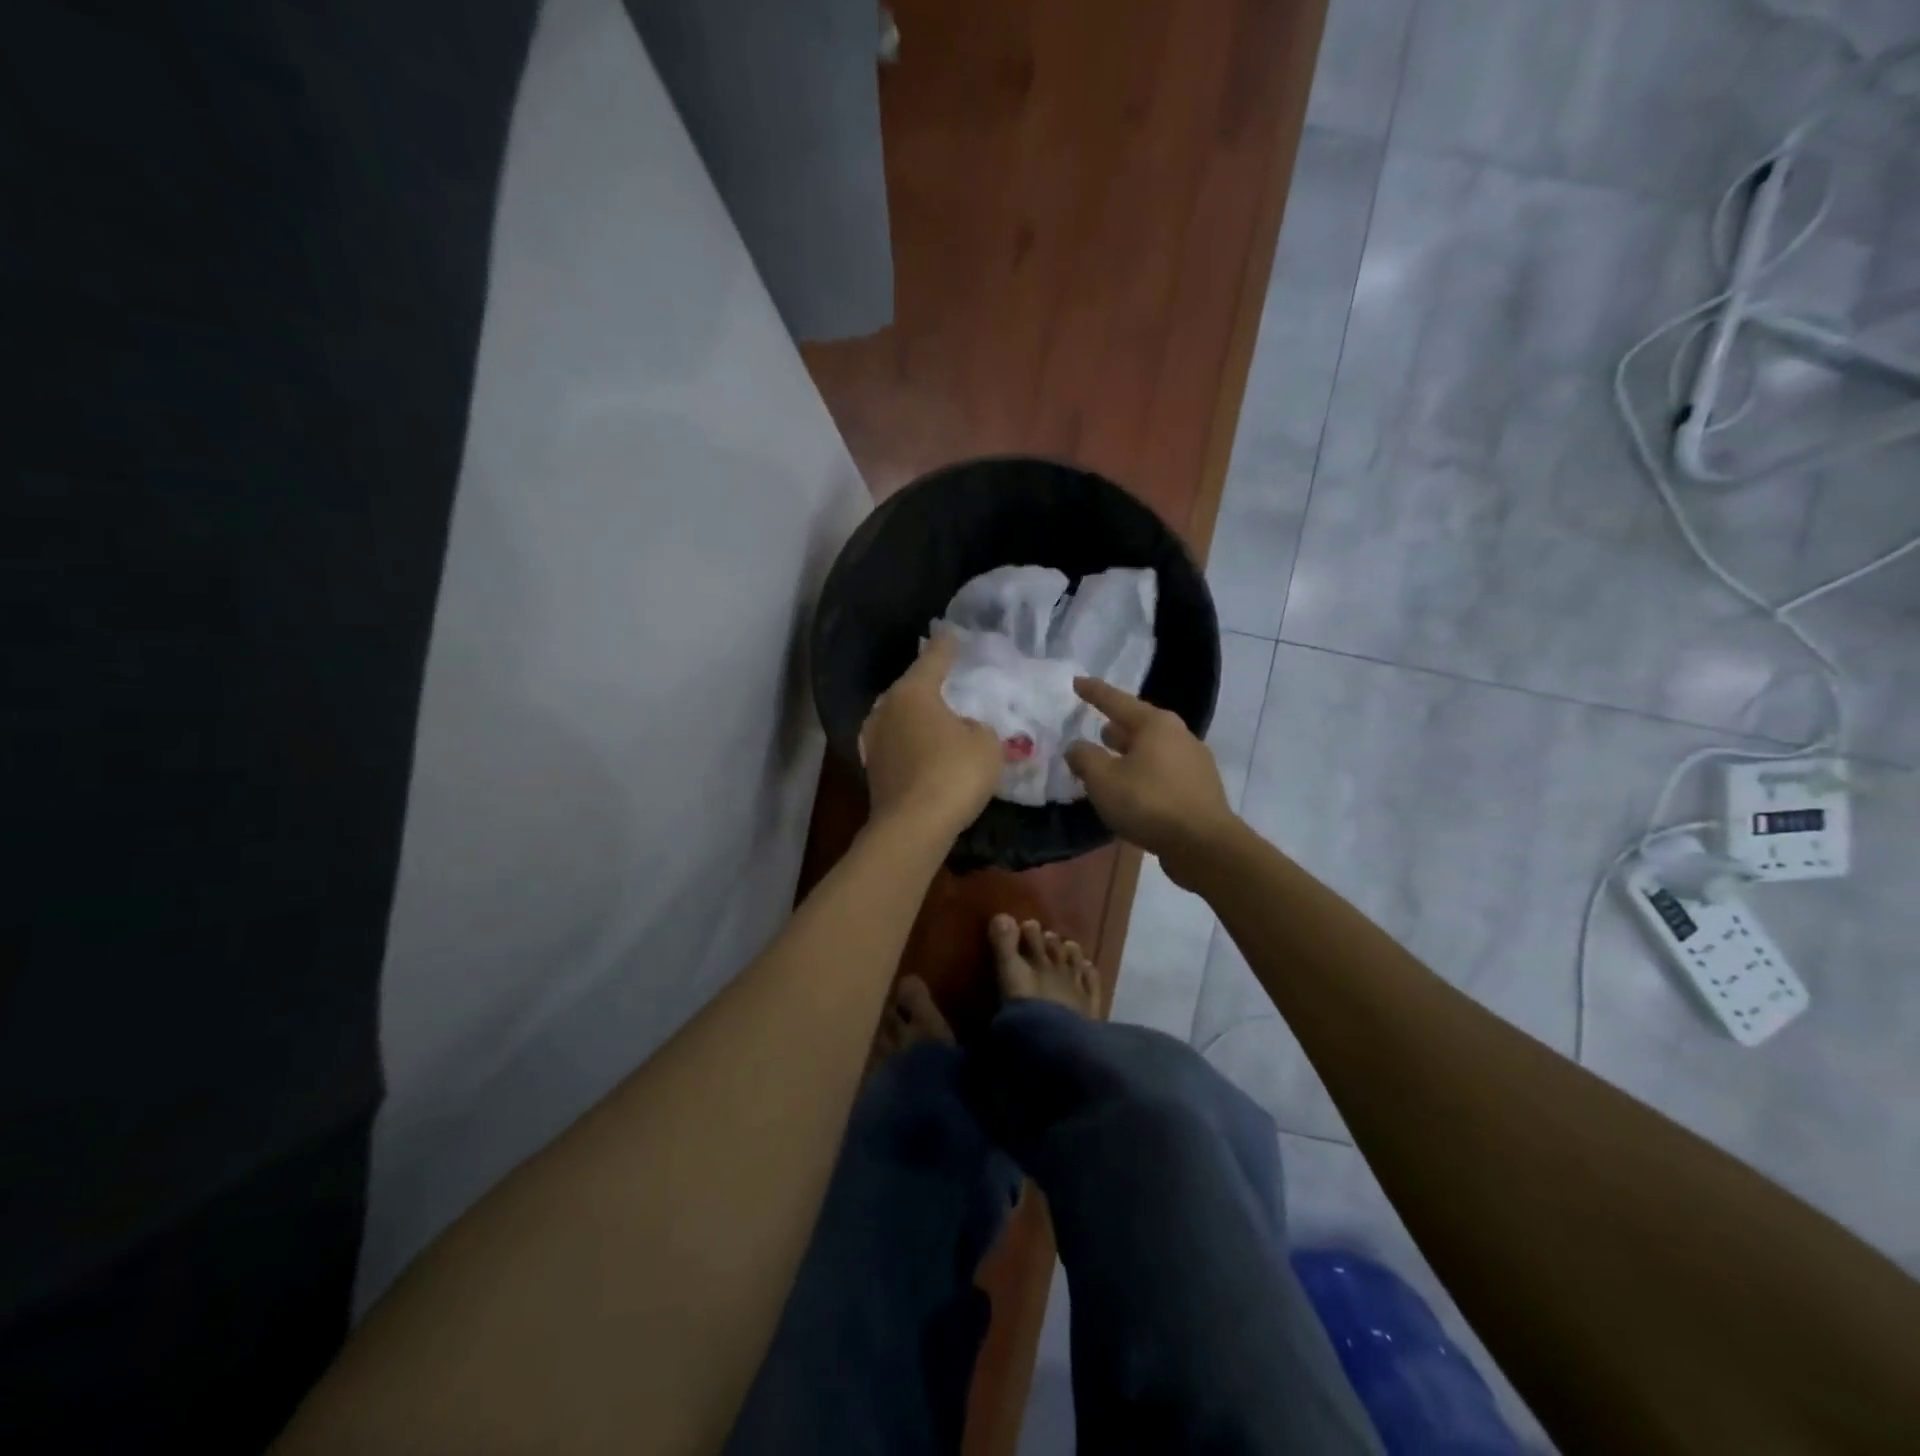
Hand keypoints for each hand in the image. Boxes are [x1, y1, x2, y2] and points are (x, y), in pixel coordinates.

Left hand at [860, 636, 1004, 835]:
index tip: (951, 634)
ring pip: (900, 717)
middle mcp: (886, 709)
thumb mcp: (986, 744)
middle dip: (929, 684)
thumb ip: (979, 728)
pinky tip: (926, 751)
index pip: (933, 658)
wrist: (912, 827)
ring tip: (938, 717)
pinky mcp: (874, 769)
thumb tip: (965, 729)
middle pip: (911, 688)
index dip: (946, 646)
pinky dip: (913, 743)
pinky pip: (899, 744)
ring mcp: (875, 740)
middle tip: (949, 679)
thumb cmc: (953, 773)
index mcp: (913, 692)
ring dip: (918, 717)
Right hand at [1065, 679, 1237, 879]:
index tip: (1077, 682)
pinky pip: (1164, 772)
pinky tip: (1134, 791)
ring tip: (1112, 763)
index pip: (1116, 701)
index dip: (1094, 692)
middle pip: (1140, 724)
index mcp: (1155, 724)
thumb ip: (1084, 758)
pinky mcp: (1200, 788)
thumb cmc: (1149, 803)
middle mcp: (1179, 735)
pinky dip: (1145, 774)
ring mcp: (1195, 762)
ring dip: (1131, 754)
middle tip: (1096, 730)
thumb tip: (1077, 747)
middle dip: (1117, 727)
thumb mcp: (1103, 780)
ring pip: (1153, 750)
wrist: (1204, 845)